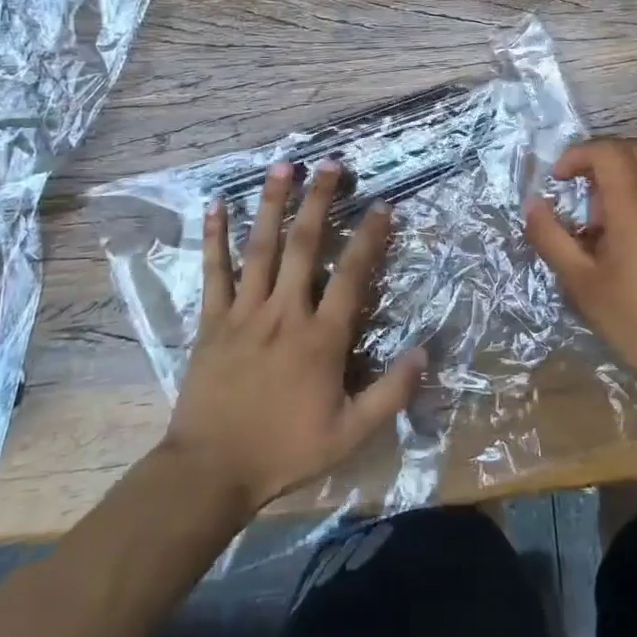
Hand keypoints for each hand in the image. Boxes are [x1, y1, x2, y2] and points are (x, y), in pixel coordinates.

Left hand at [163, 160, 425, 515]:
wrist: (212, 471)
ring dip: (273, 203)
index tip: (383, 205)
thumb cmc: (284, 450)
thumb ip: (391, 394)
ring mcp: (245, 312)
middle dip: (320, 200)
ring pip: (261, 247)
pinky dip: (214, 236)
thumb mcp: (350, 434)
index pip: (353, 275)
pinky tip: (215, 204)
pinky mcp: (213, 320)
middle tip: (331, 165)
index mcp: (321, 337)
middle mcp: (285, 312)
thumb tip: (425, 352)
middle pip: (305, 245)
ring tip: (283, 166)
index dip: (370, 237)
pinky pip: (214, 271)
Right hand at [523, 137, 636, 443]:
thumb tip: (534, 205)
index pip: (608, 150)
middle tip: (584, 202)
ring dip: (628, 182)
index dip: (577, 155)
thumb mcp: (582, 285)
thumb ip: (551, 238)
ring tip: (612, 230)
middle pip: (635, 151)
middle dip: (601, 163)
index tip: (559, 180)